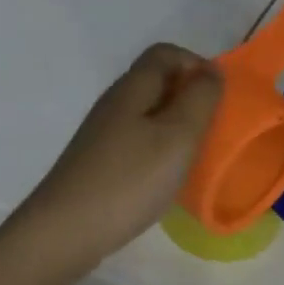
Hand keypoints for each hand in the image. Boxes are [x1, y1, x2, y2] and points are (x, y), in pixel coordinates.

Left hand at [10, 43, 222, 276]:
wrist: (65, 231)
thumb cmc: (129, 180)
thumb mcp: (177, 136)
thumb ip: (200, 98)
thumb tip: (211, 70)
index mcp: (132, 88)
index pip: (166, 53)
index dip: (196, 65)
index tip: (218, 98)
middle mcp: (114, 103)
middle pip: (156, 82)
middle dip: (190, 98)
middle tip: (212, 130)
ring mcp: (102, 134)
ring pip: (148, 114)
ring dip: (176, 126)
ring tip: (194, 156)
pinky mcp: (97, 162)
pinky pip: (137, 141)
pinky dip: (159, 150)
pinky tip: (166, 178)